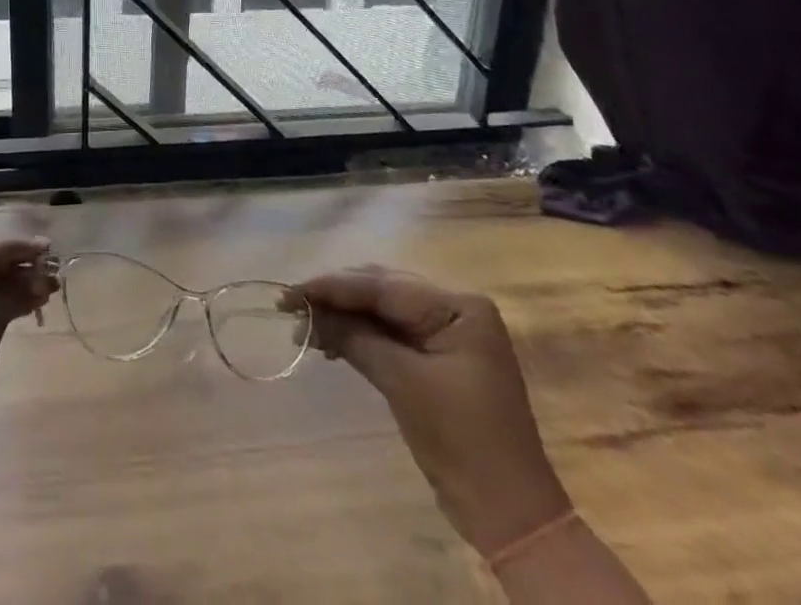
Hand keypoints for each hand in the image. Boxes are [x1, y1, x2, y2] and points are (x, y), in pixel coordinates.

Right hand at [297, 267, 570, 557]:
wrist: (511, 515)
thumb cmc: (463, 442)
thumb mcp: (404, 383)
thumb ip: (356, 338)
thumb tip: (307, 313)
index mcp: (458, 305)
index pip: (382, 285)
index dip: (332, 286)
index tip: (289, 290)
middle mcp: (455, 308)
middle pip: (381, 290)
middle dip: (335, 297)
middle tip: (291, 305)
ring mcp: (449, 333)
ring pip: (382, 310)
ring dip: (343, 316)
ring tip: (304, 326)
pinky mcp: (439, 358)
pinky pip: (391, 333)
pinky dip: (360, 335)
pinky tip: (330, 342)